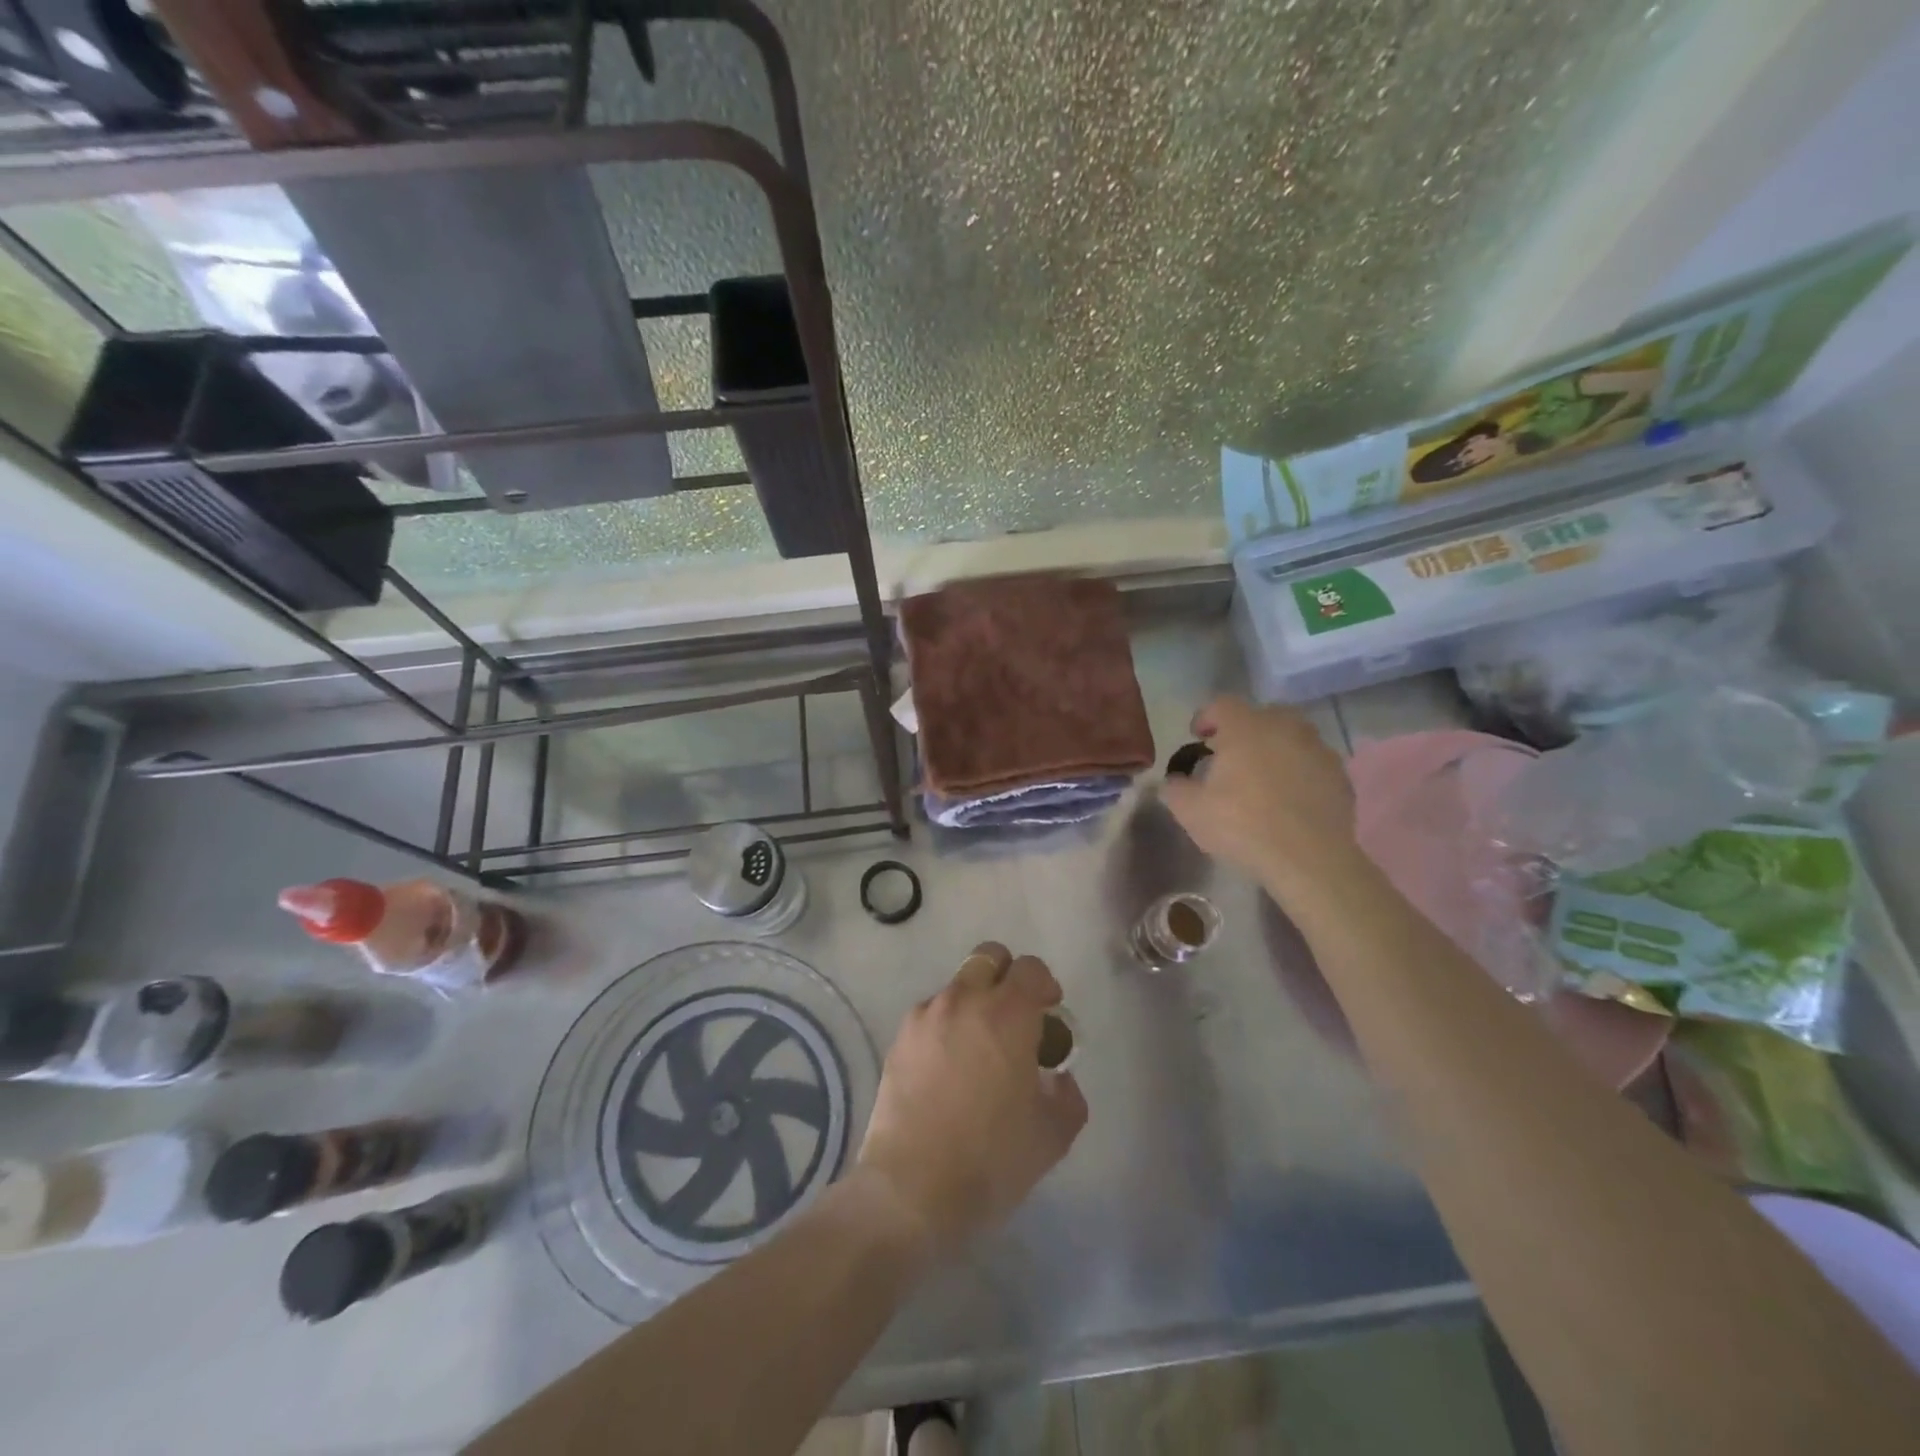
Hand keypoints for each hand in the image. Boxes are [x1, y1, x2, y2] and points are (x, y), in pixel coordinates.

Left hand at [856, 942, 1087, 1252]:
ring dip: (974, 1003)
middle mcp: (964, 1000)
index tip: (1049, 1012)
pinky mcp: (899, 1038)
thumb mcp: (1052, 1135)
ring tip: (977, 1049)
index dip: (1044, 984)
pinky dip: (945, 1026)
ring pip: (957, 986)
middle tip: (1015, 1017)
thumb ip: (1067, 1094)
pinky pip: (931, 1014)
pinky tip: (947, 1069)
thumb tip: (1057, 1076)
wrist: (910, 1189)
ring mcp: (926, 1016)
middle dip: (1007, 976)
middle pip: (988, 957)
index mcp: (1007, 1014)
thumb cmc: (990, 1160)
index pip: (1030, 968)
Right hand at [1159, 695, 1361, 906]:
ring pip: (1292, 736)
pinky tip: (1290, 797)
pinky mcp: (1340, 775)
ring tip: (1263, 776)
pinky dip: (1299, 771)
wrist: (1309, 858)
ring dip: (1275, 748)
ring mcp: (1318, 749)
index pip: (1222, 704)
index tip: (1198, 736)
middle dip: (1244, 729)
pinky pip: (1313, 762)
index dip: (1206, 716)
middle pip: (1262, 714)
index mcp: (1246, 727)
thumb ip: (1175, 788)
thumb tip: (1173, 781)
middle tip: (1231, 754)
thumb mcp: (1190, 811)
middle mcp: (1285, 727)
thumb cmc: (1242, 825)